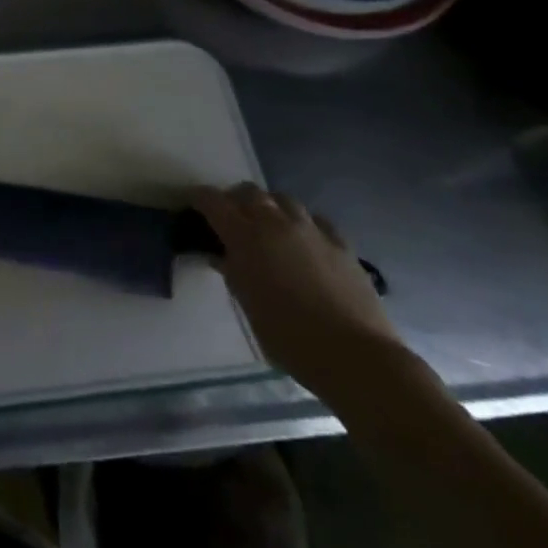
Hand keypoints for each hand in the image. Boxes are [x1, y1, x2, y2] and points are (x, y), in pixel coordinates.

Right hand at [186, 183, 405, 402]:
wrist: (354, 355)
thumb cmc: (289, 336)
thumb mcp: (247, 304)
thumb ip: (232, 272)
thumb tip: (221, 256)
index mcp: (245, 237)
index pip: (213, 201)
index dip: (199, 198)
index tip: (192, 203)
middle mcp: (276, 223)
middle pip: (250, 192)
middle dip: (235, 199)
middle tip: (230, 217)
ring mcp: (312, 230)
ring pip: (284, 199)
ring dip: (270, 206)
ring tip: (268, 226)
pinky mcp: (341, 244)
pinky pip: (316, 220)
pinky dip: (302, 223)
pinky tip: (304, 240)